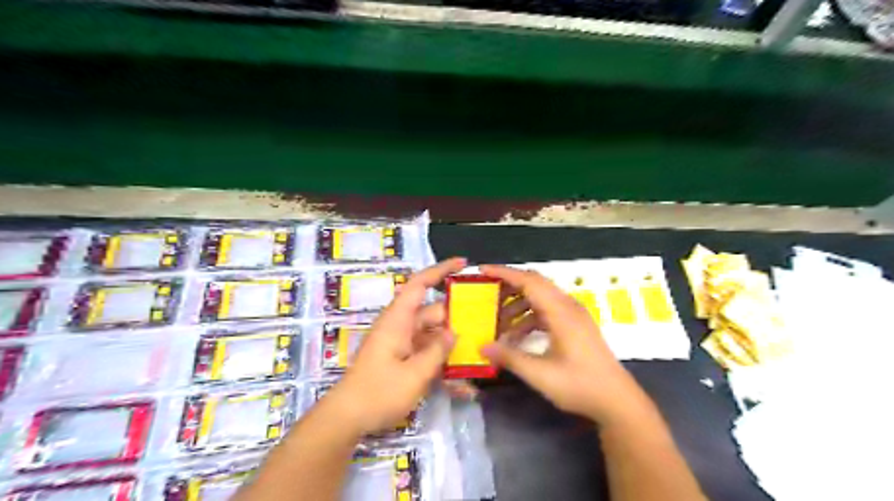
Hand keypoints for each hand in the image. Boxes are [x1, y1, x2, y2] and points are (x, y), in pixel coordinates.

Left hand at [326, 258, 464, 433]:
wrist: (347, 419)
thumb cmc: (378, 393)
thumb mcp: (414, 374)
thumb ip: (437, 351)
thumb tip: (454, 332)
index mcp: (398, 320)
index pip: (419, 285)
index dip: (440, 270)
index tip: (463, 264)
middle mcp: (401, 327)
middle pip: (433, 314)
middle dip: (457, 319)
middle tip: (485, 325)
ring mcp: (402, 345)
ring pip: (433, 336)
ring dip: (451, 347)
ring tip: (478, 358)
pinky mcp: (402, 360)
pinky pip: (427, 355)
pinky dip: (442, 365)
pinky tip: (461, 386)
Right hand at [482, 265, 650, 424]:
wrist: (617, 401)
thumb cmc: (580, 386)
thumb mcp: (540, 375)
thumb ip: (510, 357)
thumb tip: (482, 346)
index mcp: (561, 312)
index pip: (529, 281)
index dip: (504, 273)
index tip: (482, 271)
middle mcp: (568, 307)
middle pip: (535, 284)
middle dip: (509, 286)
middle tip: (486, 293)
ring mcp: (574, 315)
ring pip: (541, 298)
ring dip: (518, 304)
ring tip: (499, 321)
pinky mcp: (576, 325)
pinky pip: (548, 311)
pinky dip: (529, 317)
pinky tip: (517, 336)